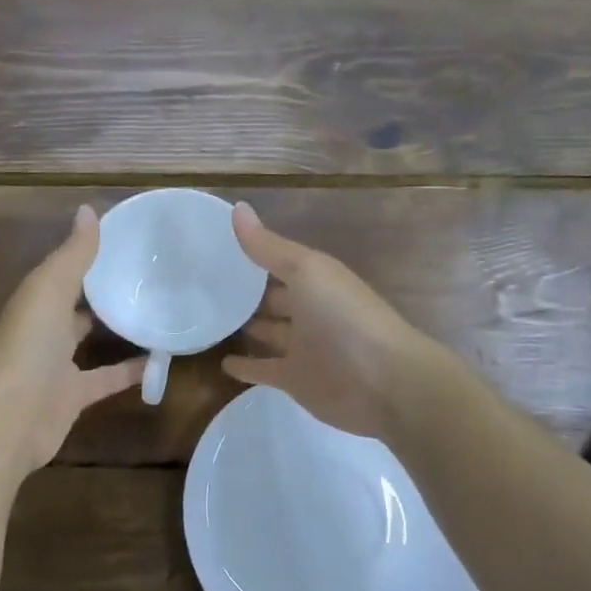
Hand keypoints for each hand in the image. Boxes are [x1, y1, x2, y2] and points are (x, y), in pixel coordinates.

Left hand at [0, 205, 145, 477]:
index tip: (125, 239)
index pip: (64, 269)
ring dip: (117, 328)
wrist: (10, 419)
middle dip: (103, 290)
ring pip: (90, 340)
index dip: (88, 254)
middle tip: (147, 274)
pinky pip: (107, 378)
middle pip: (77, 304)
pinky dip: (130, 371)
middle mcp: (44, 328)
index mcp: (36, 299)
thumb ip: (73, 254)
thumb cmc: (28, 345)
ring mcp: (57, 364)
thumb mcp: (50, 289)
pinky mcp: (74, 396)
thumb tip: (88, 209)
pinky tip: (160, 360)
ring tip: (157, 310)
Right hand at [223, 202, 430, 438]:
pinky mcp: (295, 380)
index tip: (215, 246)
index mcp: (316, 280)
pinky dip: (246, 367)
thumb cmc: (344, 316)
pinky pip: (265, 370)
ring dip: (246, 327)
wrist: (384, 382)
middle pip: (273, 298)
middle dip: (247, 292)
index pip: (278, 262)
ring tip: (209, 319)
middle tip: (206, 285)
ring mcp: (303, 347)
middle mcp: (309, 310)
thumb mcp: (306, 270)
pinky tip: (222, 363)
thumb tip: (237, 207)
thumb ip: (269, 246)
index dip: (252, 254)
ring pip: (268, 333)